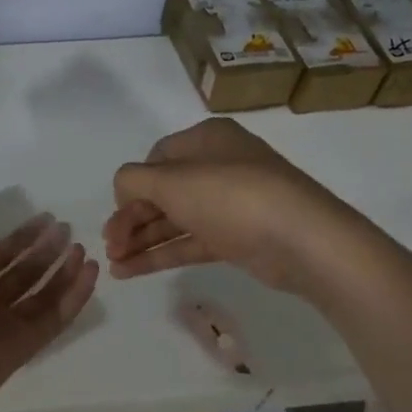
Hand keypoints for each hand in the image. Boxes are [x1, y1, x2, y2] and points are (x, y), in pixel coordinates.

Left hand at [0, 177, 99, 411]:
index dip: (22, 237)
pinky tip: (90, 273)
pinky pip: (56, 317)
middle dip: (46, 251)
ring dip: (64, 272)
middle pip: (24, 273)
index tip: (47, 217)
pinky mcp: (30, 343)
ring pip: (43, 293)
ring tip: (84, 249)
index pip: (0, 254)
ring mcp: (10, 324)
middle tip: (68, 229)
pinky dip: (74, 296)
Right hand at [101, 118, 360, 293]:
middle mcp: (218, 166)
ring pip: (174, 220)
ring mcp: (230, 204)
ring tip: (113, 264)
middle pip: (162, 191)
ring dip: (141, 240)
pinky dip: (161, 255)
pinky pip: (190, 242)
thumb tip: (123, 189)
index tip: (116, 212)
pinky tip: (130, 272)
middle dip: (131, 218)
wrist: (302, 240)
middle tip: (109, 245)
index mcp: (206, 139)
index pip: (156, 158)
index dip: (131, 186)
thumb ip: (134, 180)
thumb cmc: (230, 196)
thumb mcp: (171, 180)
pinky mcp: (237, 238)